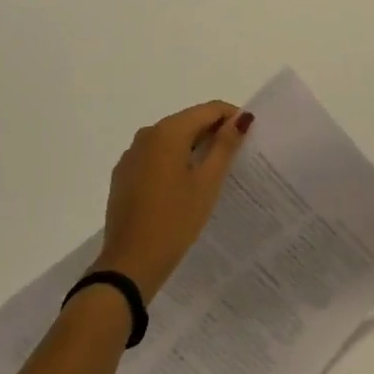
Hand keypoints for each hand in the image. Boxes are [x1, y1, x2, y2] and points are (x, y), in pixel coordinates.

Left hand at [92, 102, 253, 302]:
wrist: (130, 264)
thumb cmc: (175, 220)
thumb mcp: (207, 182)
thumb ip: (225, 145)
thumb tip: (241, 118)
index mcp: (168, 131)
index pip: (208, 109)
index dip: (232, 118)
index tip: (249, 137)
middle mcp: (147, 134)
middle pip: (188, 121)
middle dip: (213, 133)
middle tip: (236, 157)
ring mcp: (131, 155)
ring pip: (171, 139)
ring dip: (194, 148)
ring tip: (214, 173)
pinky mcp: (124, 175)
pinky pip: (155, 157)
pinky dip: (174, 161)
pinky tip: (184, 186)